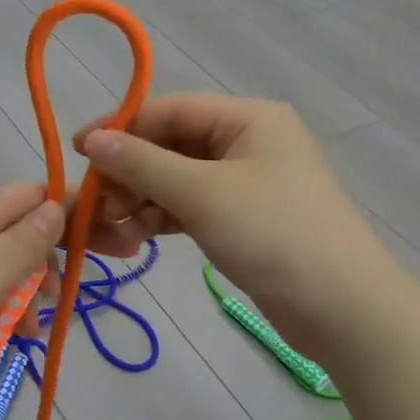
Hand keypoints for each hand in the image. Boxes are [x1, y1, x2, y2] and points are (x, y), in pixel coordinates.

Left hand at [0, 183, 63, 411]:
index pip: (32, 194)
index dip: (72, 208)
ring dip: (27, 294)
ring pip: (3, 269)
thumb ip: (24, 242)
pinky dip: (2, 314)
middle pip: (19, 231)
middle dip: (51, 258)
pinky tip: (10, 340)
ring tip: (32, 330)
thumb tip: (58, 206)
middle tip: (67, 295)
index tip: (110, 235)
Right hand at [74, 95, 392, 361]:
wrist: (342, 309)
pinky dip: (162, 219)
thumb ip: (143, 164)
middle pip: (170, 145)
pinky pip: (190, 207)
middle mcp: (247, 141)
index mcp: (247, 118)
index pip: (169, 110)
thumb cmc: (273, 235)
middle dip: (129, 173)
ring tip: (110, 228)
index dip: (120, 129)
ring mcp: (245, 182)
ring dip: (141, 199)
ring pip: (177, 179)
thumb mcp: (202, 194)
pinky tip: (136, 238)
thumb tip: (91, 139)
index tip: (77, 153)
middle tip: (94, 206)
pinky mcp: (242, 219)